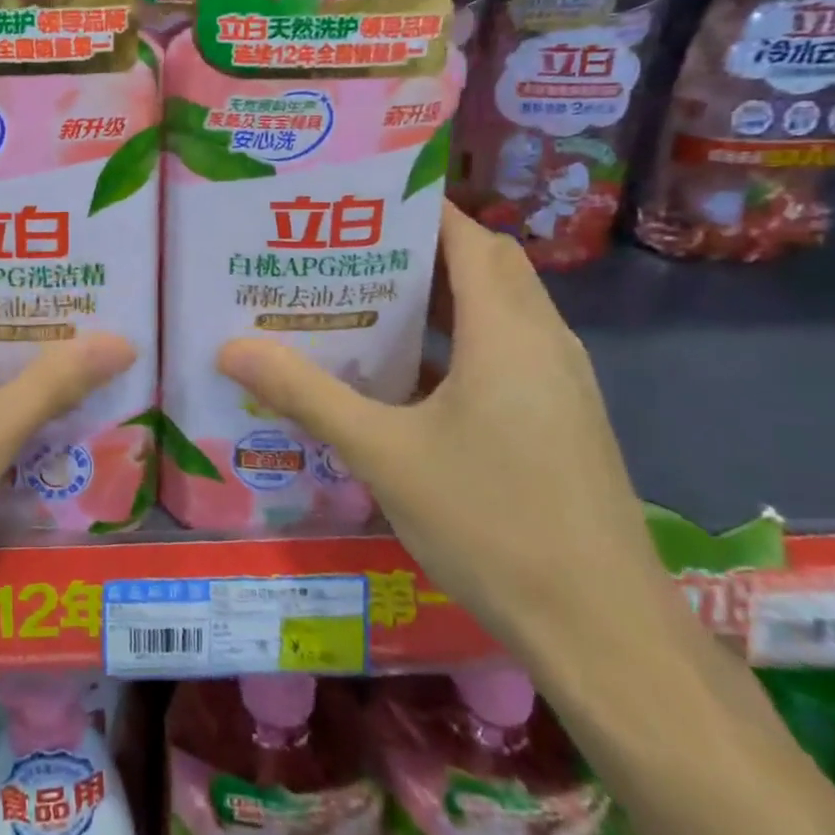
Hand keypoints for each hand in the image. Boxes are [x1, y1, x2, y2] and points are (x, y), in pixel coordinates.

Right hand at [217, 203, 666, 656]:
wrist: (602, 630)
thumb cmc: (491, 522)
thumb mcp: (382, 454)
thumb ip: (306, 395)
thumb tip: (232, 348)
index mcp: (506, 330)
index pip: (467, 236)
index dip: (418, 209)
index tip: (358, 204)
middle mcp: (543, 341)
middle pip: (485, 265)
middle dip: (420, 249)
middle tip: (348, 251)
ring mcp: (559, 382)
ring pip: (498, 310)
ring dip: (440, 297)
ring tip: (365, 301)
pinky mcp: (561, 419)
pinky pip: (505, 351)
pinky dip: (458, 341)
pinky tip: (405, 376)